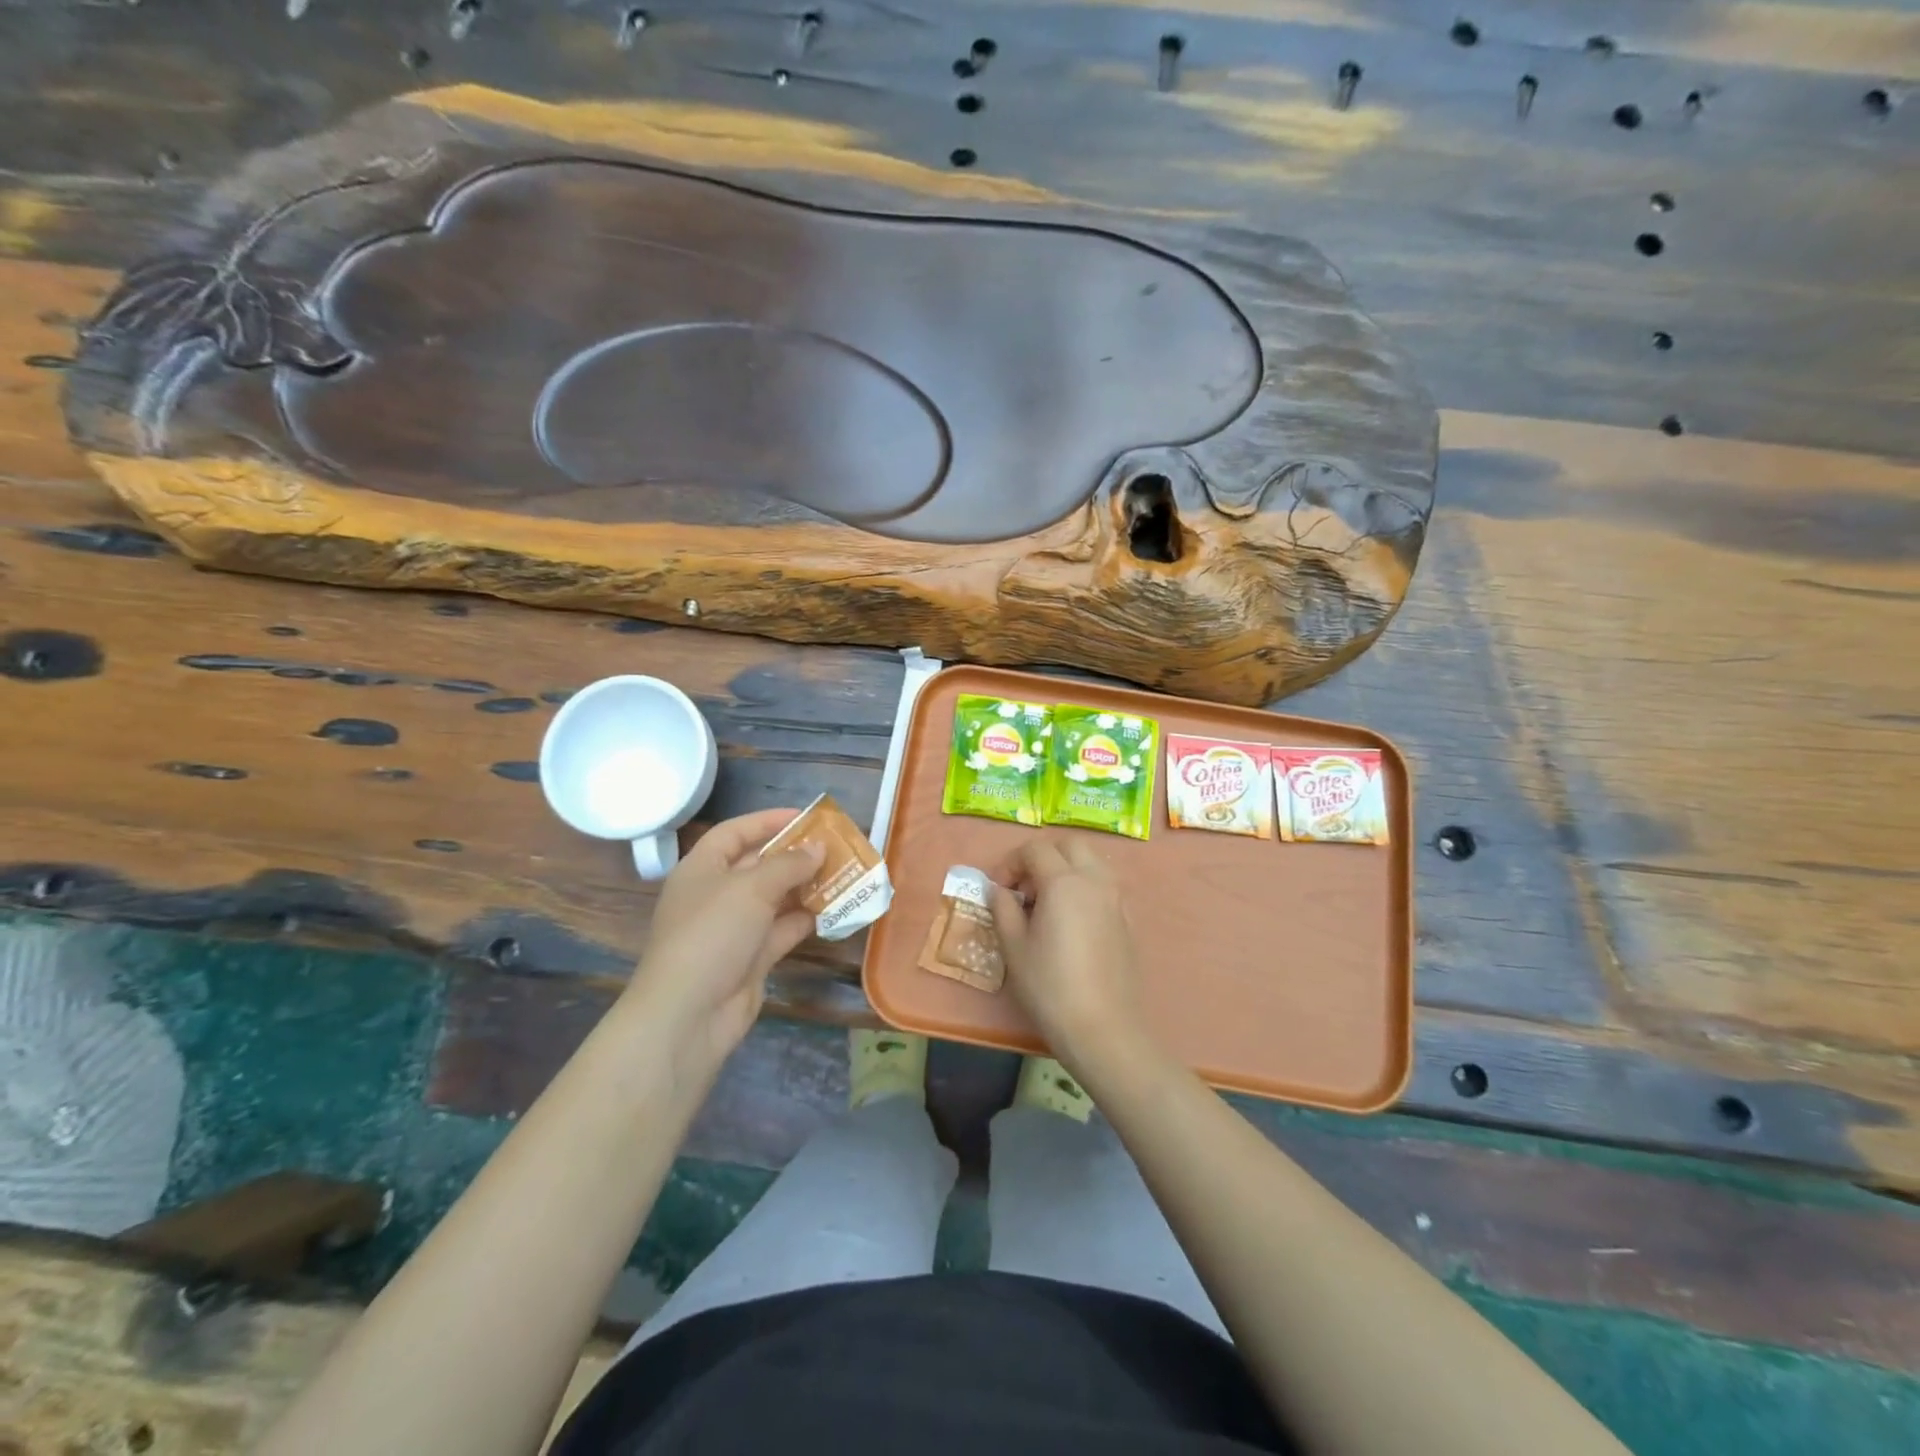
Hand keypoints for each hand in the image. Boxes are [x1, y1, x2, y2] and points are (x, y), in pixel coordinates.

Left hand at [628, 808, 823, 1084]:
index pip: (734, 833)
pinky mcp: (751, 958)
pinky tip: (836, 908)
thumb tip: (818, 848)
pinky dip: (807, 918)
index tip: (805, 817)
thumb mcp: (751, 888)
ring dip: (807, 886)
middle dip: (795, 855)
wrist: (689, 1014)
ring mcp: (734, 929)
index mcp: (702, 869)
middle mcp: (716, 894)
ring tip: (844, 873)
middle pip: (758, 865)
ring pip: (775, 898)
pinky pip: (783, 929)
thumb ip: (788, 864)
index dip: (767, 821)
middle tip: (835, 845)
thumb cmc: (712, 934)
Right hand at [989, 835, 1151, 1076]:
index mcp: (1063, 881)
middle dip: (1043, 857)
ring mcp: (1116, 899)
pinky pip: (1104, 886)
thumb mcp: (1014, 946)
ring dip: (1067, 869)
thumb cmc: (1050, 986)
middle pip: (1069, 846)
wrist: (1102, 1027)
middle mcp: (1095, 880)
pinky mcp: (1127, 920)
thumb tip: (999, 890)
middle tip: (1025, 888)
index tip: (998, 889)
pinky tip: (1071, 922)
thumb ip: (1003, 908)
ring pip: (1092, 862)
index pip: (1034, 850)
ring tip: (1047, 903)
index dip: (1011, 863)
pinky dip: (1085, 887)